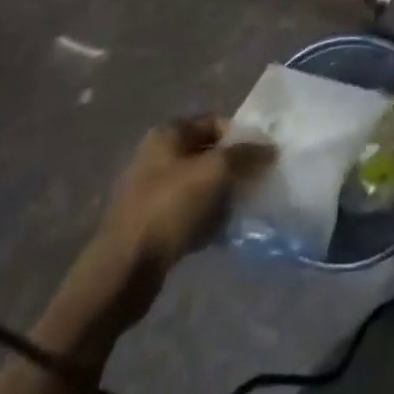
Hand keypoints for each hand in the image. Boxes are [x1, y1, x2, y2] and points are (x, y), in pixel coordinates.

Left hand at [75, 117, 271, 327]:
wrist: (123, 270)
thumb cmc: (169, 208)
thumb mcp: (214, 172)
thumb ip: (245, 154)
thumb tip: (270, 147)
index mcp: (168, 135)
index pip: (214, 122)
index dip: (240, 136)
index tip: (262, 156)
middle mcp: (157, 157)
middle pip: (207, 153)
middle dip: (233, 167)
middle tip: (256, 182)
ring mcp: (151, 192)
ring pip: (199, 185)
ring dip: (222, 195)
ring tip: (242, 208)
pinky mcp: (151, 224)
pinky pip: (188, 212)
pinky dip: (206, 218)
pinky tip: (222, 231)